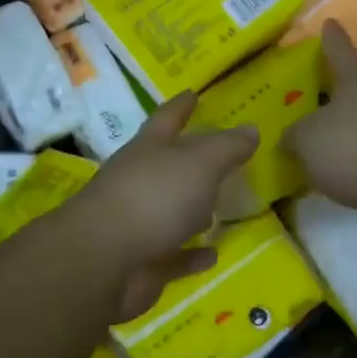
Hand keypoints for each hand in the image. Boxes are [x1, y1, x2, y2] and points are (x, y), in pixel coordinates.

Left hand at [73, 93, 257, 319]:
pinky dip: (192, 254)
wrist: (105, 262)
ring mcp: (138, 224)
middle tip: (220, 157)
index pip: (167, 119)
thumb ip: (228, 147)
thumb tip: (251, 129)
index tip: (193, 93)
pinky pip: (174, 255)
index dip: (181, 106)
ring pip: (170, 211)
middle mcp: (139, 182)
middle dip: (189, 161)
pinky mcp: (143, 263)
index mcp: (148, 150)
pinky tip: (213, 253)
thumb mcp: (201, 163)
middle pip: (167, 166)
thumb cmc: (154, 197)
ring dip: (193, 210)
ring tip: (222, 208)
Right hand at [286, 22, 356, 215]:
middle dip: (332, 95)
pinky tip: (339, 177)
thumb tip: (291, 139)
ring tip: (318, 149)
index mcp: (355, 82)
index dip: (332, 38)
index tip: (330, 22)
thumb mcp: (309, 140)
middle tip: (308, 101)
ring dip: (344, 133)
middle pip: (353, 89)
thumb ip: (293, 137)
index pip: (339, 51)